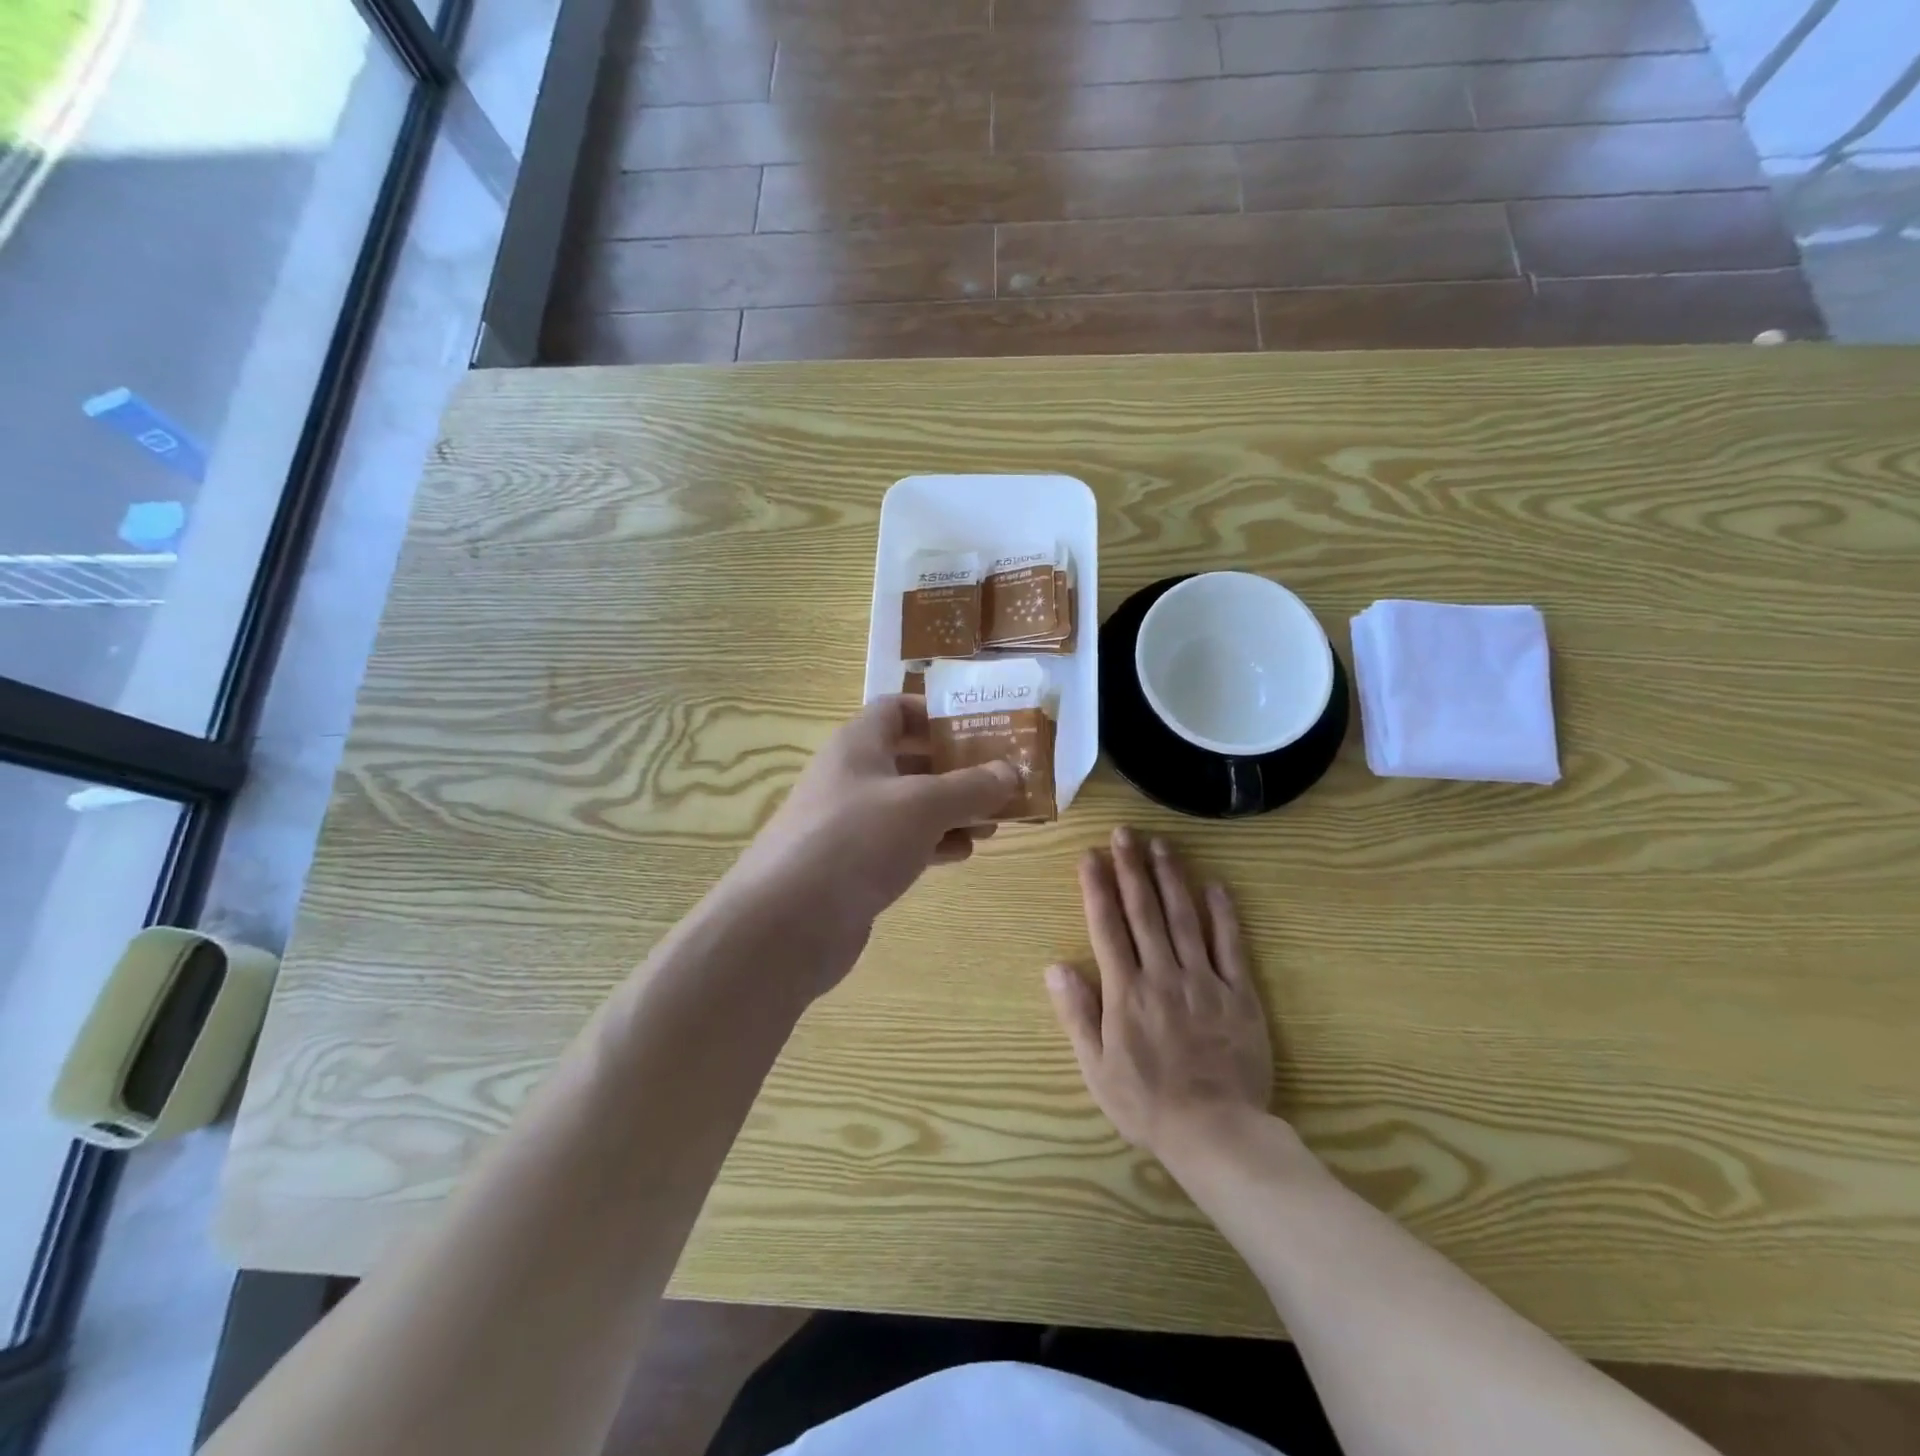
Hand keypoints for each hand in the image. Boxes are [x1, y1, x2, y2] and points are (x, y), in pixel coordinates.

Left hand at [725, 697, 1017, 982]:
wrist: (787, 923)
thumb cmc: (857, 840)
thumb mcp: (923, 805)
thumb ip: (971, 786)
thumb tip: (1010, 772)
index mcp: (859, 744)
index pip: (897, 709)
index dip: (937, 714)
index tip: (980, 730)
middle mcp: (852, 777)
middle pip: (910, 759)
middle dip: (957, 769)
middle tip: (1002, 782)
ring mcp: (850, 824)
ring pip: (910, 806)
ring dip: (952, 810)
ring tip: (994, 823)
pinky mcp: (853, 866)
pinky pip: (901, 843)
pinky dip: (933, 844)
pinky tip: (963, 854)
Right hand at [1046, 827, 1272, 1156]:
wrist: (1215, 1132)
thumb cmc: (1146, 1103)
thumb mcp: (1096, 1067)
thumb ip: (1077, 1014)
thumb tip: (1055, 966)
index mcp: (1125, 991)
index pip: (1107, 927)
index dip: (1097, 888)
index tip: (1091, 856)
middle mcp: (1162, 974)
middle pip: (1144, 911)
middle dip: (1131, 868)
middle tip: (1125, 833)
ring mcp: (1203, 981)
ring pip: (1184, 918)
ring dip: (1171, 878)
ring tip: (1161, 845)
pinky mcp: (1239, 994)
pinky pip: (1230, 946)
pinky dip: (1223, 914)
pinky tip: (1215, 885)